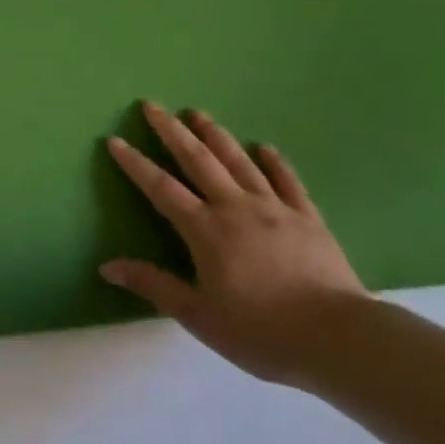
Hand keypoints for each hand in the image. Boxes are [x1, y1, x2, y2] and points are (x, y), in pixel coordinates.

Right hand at [101, 102, 368, 386]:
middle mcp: (235, 207)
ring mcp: (274, 208)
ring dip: (215, 134)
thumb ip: (153, 286)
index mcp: (205, 230)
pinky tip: (264, 146)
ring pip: (239, 161)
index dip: (135, 164)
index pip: (161, 188)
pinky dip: (274, 161)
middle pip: (198, 160)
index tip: (115, 140)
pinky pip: (286, 180)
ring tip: (197, 112)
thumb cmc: (260, 331)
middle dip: (171, 131)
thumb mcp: (198, 315)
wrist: (337, 337)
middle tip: (152, 106)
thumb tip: (107, 267)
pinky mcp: (307, 217)